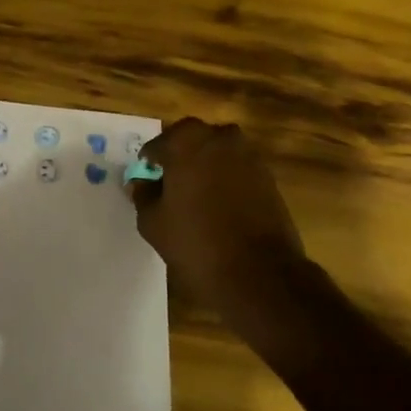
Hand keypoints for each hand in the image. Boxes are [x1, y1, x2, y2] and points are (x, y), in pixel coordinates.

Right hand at [131, 119, 314, 350]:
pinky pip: (238, 170)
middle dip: (179, 159)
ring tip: (195, 198)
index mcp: (187, 141)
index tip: (147, 181)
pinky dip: (226, 181)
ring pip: (217, 154)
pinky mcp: (268, 177)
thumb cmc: (196, 242)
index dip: (150, 163)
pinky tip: (219, 207)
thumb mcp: (153, 222)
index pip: (159, 144)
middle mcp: (220, 138)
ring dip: (205, 168)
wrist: (259, 272)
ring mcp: (249, 156)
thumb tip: (141, 183)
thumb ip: (143, 195)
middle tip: (169, 186)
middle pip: (191, 141)